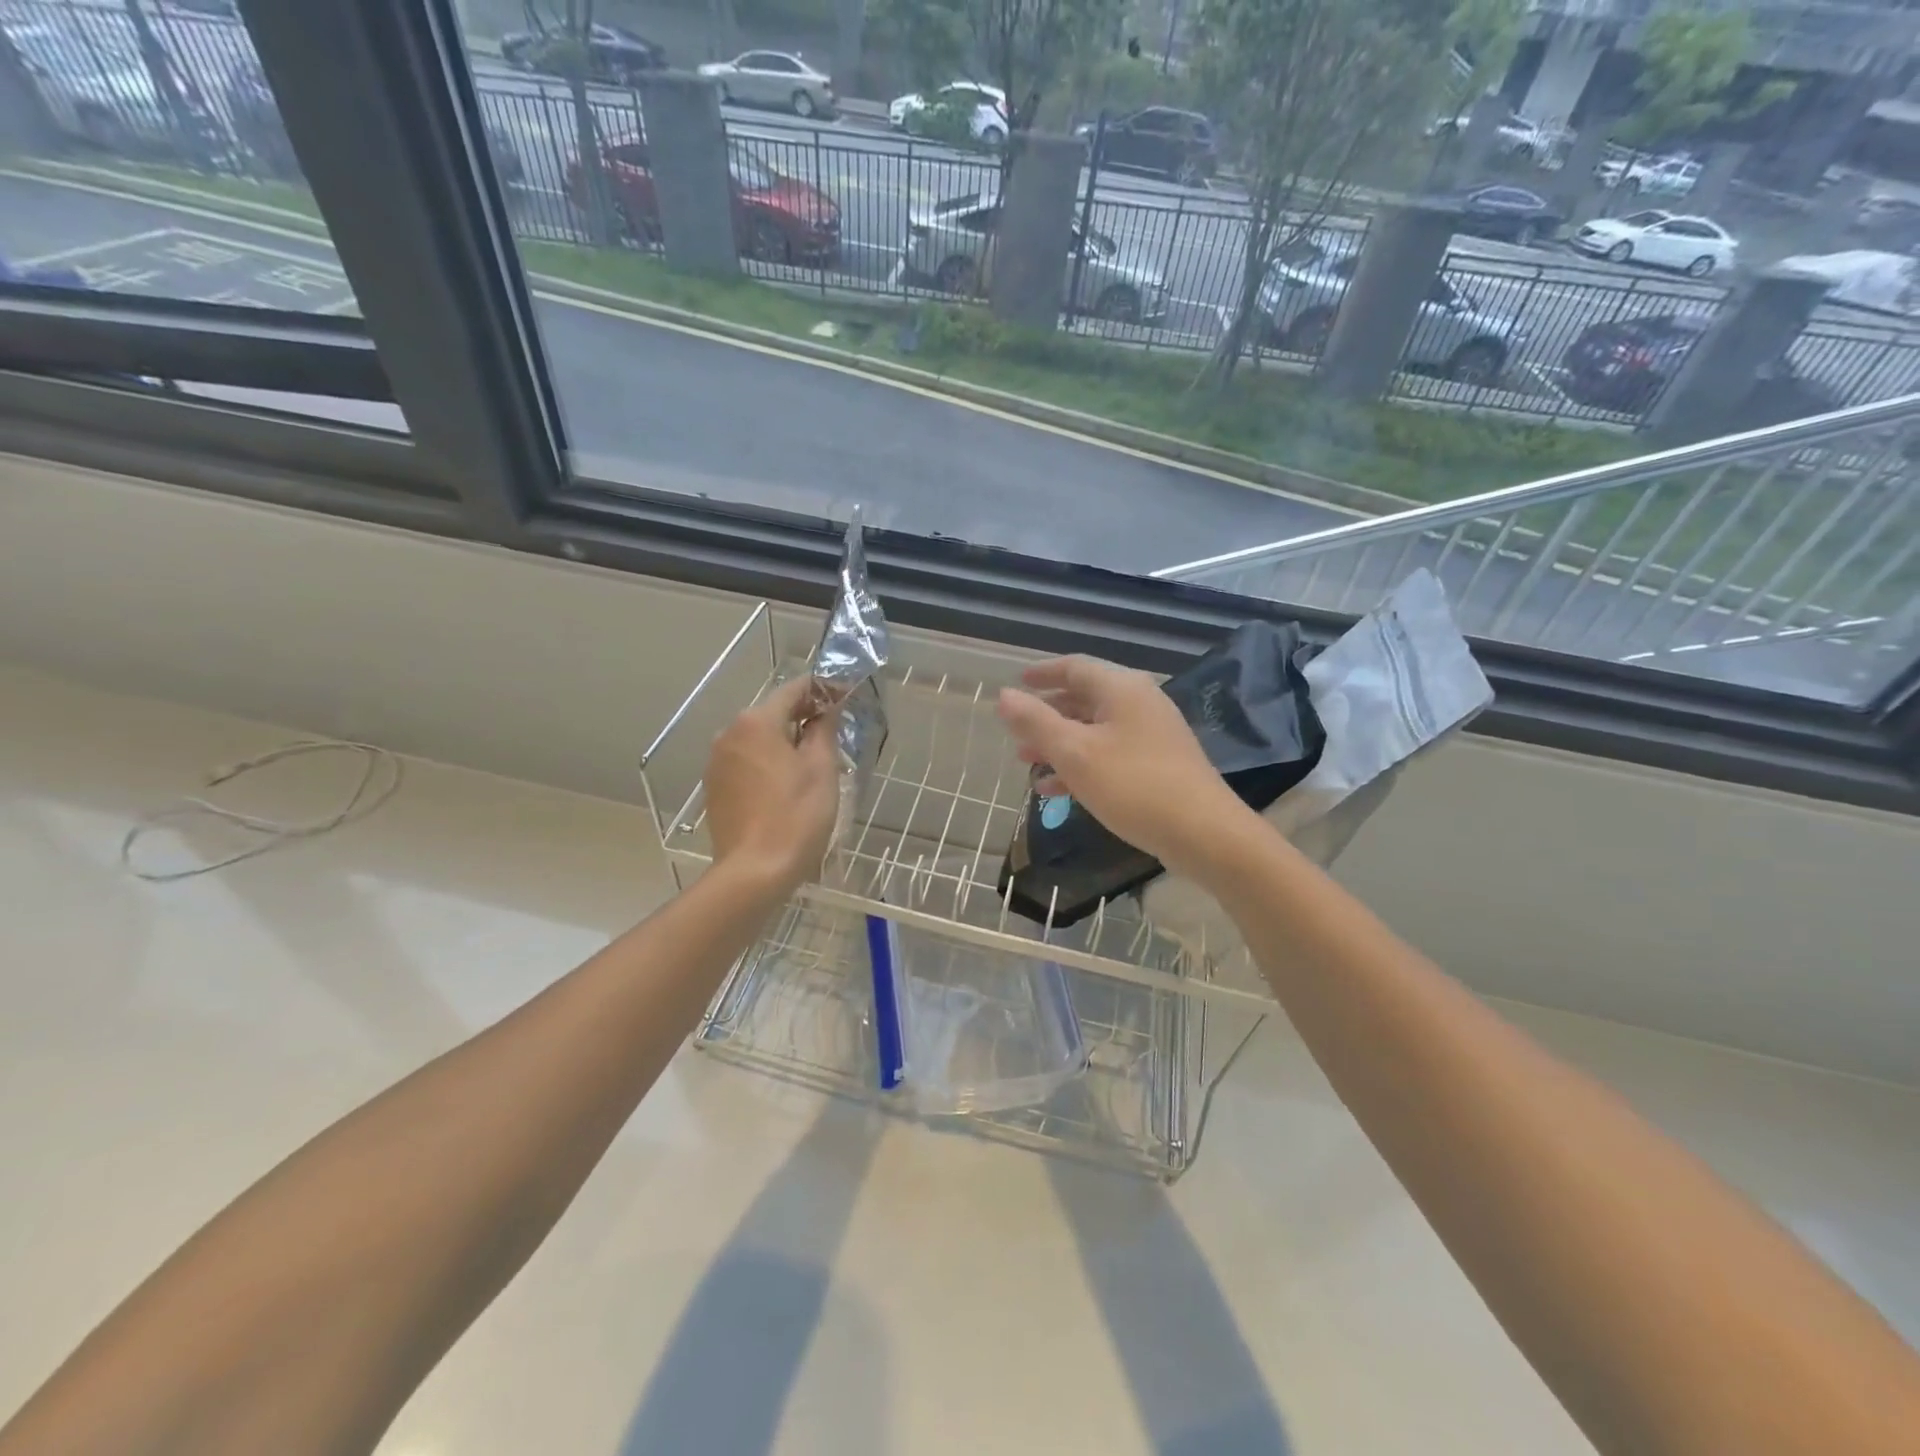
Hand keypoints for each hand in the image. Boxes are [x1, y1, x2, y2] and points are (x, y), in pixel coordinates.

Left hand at [705, 678, 840, 892]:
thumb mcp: (820, 769)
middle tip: (833, 730)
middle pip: (772, 713)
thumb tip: (827, 707)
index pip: (794, 690)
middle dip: (803, 716)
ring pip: (757, 739)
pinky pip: (746, 762)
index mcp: (756, 722)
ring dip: (784, 741)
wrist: (754, 872)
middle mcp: (729, 733)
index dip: (822, 690)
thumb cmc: (796, 816)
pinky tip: (785, 784)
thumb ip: (823, 729)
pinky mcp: (714, 787)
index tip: (846, 696)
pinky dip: (767, 762)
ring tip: (812, 761)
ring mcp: (717, 762)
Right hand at [996, 657, 1246, 875]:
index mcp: (1121, 688)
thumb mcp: (1075, 753)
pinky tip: (1056, 789)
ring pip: (1095, 730)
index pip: (1075, 667)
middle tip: (1017, 731)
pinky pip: (1110, 754)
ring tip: (1027, 762)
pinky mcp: (1158, 765)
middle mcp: (1139, 703)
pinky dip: (1082, 764)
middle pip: (1084, 698)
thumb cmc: (1133, 785)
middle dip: (1047, 715)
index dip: (1043, 673)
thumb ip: (1036, 722)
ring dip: (1060, 743)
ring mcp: (1152, 735)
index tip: (1018, 684)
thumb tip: (1004, 694)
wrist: (1204, 833)